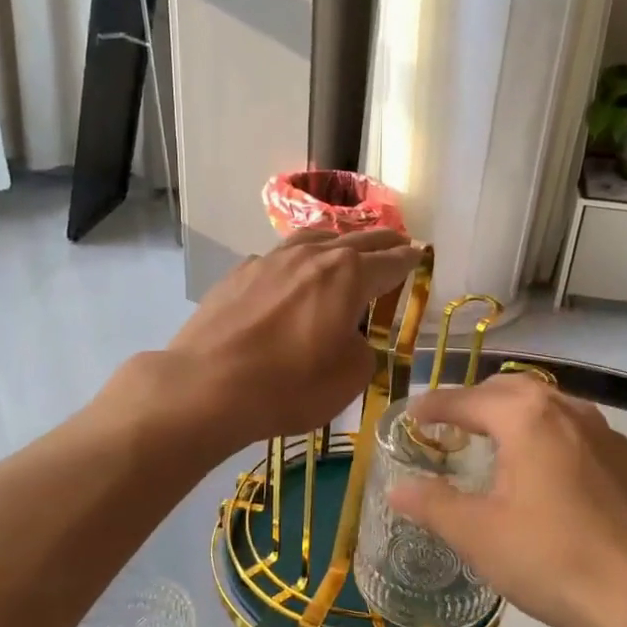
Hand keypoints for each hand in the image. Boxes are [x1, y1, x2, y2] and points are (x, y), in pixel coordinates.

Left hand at [153, 229, 424, 448]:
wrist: (205, 387)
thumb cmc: (288, 387)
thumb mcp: (348, 379)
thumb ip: (362, 350)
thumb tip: (351, 338)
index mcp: (347, 276)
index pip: (390, 262)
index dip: (409, 261)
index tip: (421, 256)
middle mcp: (311, 256)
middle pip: (356, 240)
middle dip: (382, 242)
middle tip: (399, 243)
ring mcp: (270, 260)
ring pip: (314, 239)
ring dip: (338, 241)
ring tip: (348, 246)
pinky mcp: (239, 274)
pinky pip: (280, 257)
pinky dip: (299, 260)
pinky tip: (294, 273)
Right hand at [388, 374, 626, 626]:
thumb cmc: (550, 558)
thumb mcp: (477, 534)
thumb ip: (432, 503)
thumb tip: (396, 487)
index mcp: (527, 417)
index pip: (467, 399)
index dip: (433, 407)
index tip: (409, 417)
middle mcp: (568, 410)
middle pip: (511, 389)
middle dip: (475, 401)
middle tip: (448, 425)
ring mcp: (603, 434)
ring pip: (548, 405)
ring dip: (513, 413)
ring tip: (491, 440)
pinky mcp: (625, 461)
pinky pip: (573, 429)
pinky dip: (544, 433)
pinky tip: (540, 468)